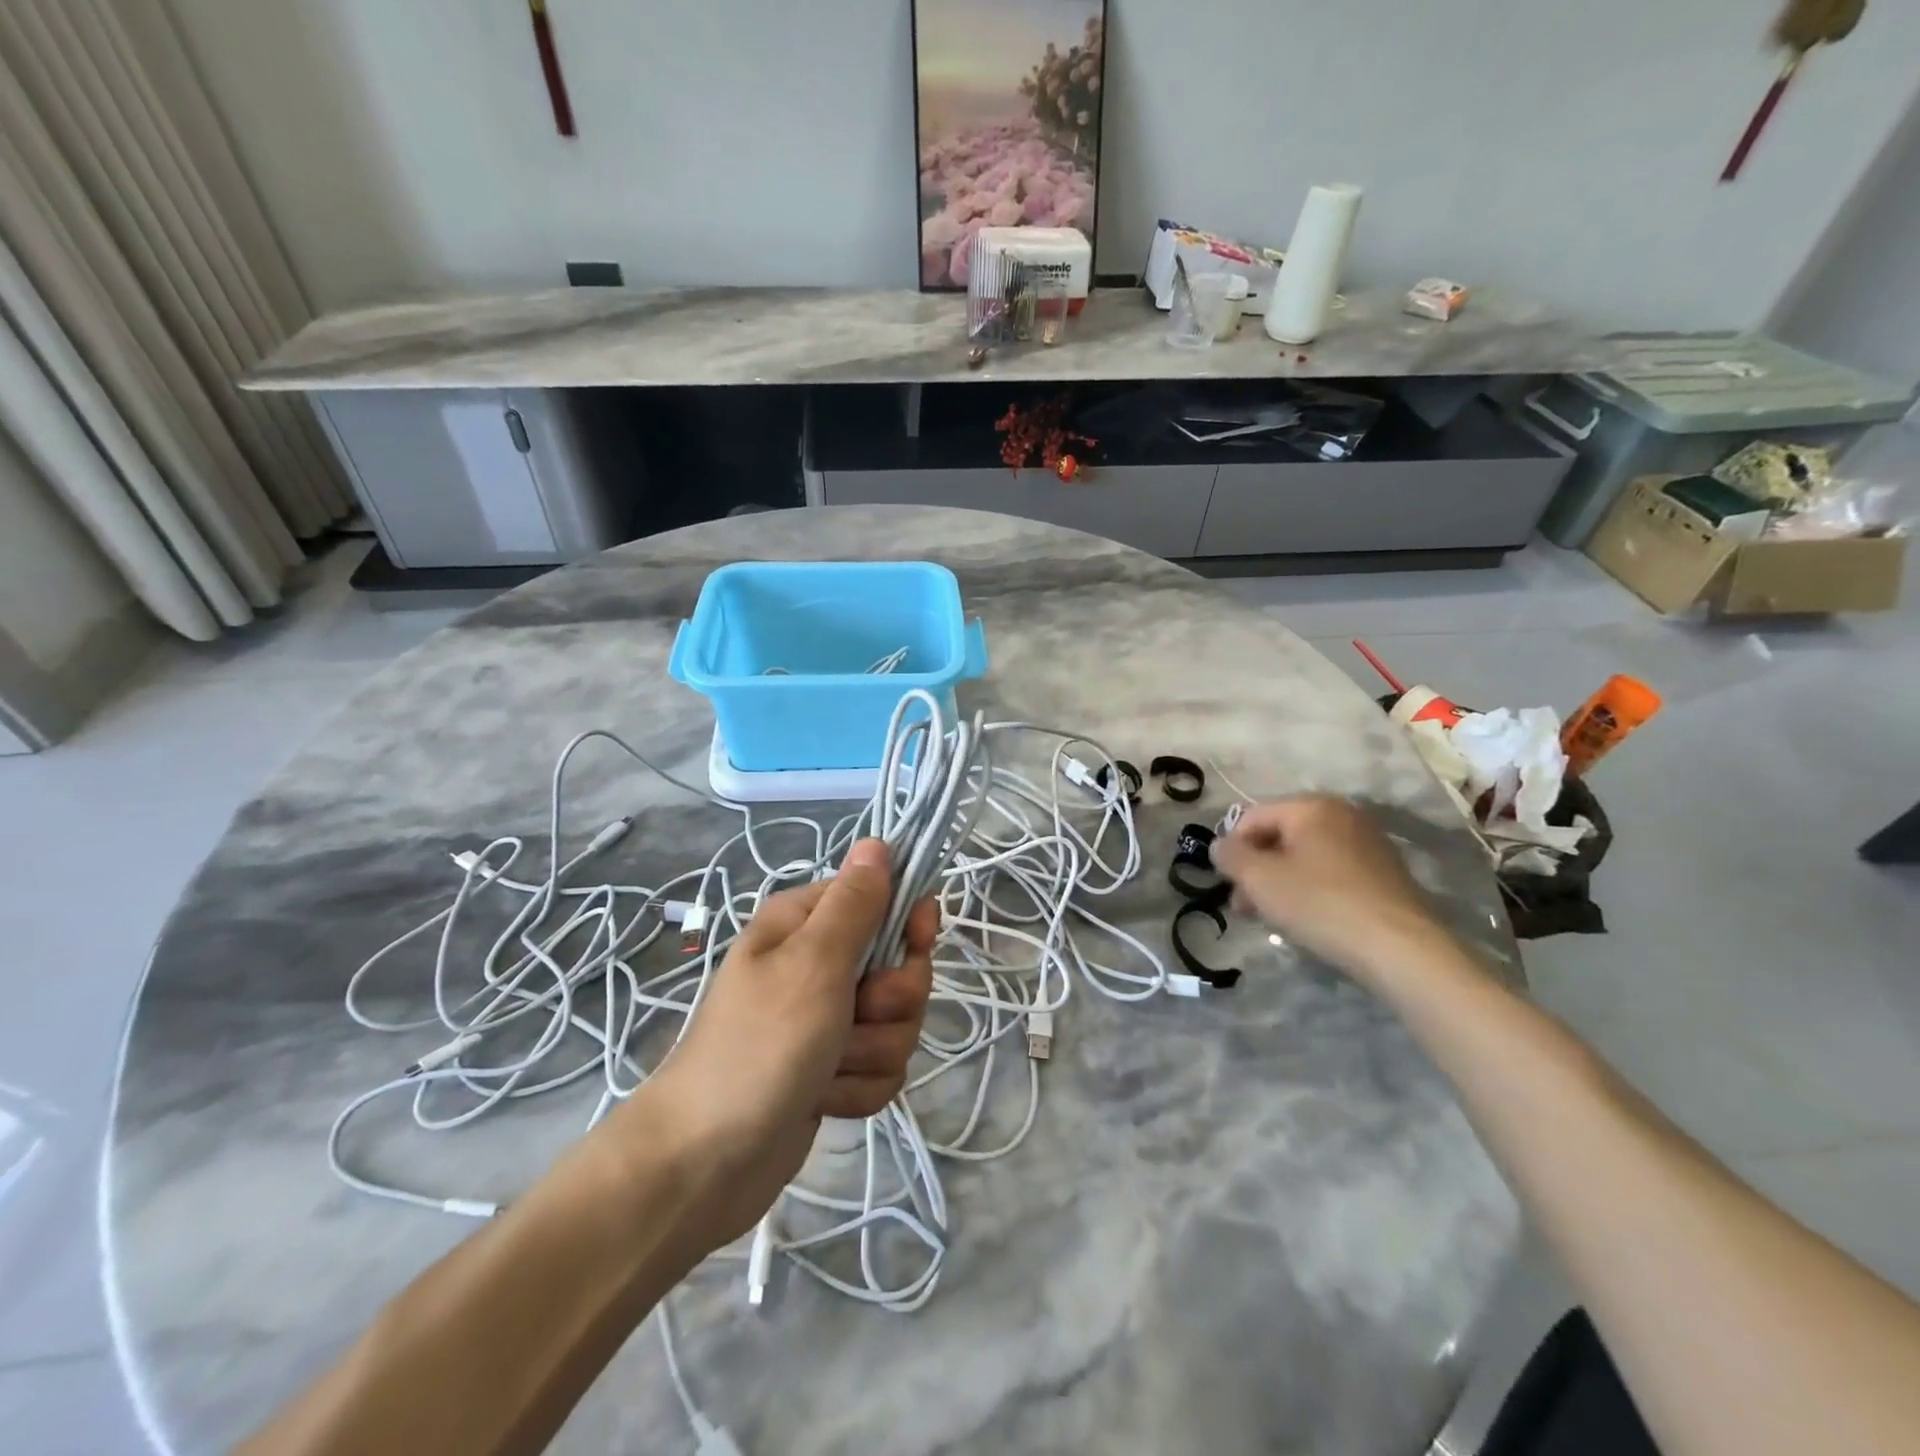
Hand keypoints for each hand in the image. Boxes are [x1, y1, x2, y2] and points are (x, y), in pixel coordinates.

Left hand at [628, 839, 936, 1248]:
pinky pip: (881, 1066)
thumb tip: (877, 841)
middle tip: (856, 1017)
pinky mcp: (832, 1068)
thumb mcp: (813, 963)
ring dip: (871, 1051)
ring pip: (896, 1022)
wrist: (704, 1163)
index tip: (917, 944)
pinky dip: (858, 1086)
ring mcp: (826, 1019)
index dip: (908, 923)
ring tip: (827, 1067)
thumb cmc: (760, 1046)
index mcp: (806, 924)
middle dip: (891, 1002)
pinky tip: (824, 1099)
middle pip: (900, 967)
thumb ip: (855, 903)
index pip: (883, 898)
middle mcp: (818, 964)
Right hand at [1212, 796, 1449, 986]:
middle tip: (1245, 907)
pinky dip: (1311, 890)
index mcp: (1312, 806)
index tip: (1227, 884)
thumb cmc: (1320, 904)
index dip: (1232, 848)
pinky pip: (1332, 872)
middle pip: (1280, 836)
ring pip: (1305, 857)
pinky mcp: (1385, 874)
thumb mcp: (1260, 879)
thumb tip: (1220, 846)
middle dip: (1256, 869)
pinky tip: (1308, 920)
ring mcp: (1368, 844)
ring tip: (1273, 918)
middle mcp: (1343, 815)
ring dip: (1280, 882)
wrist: (1401, 949)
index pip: (1252, 816)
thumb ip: (1231, 856)